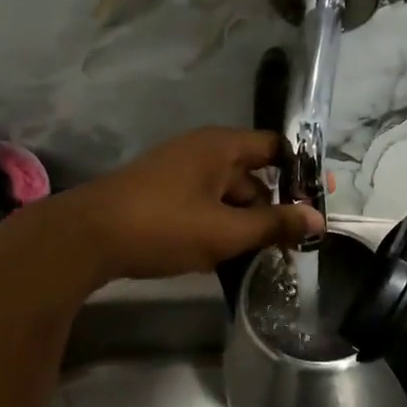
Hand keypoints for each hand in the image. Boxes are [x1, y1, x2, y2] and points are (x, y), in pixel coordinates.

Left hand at [59, 128, 322, 282]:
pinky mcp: (160, 195)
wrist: (86, 238)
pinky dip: (218, 227)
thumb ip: (273, 224)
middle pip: (251, 175)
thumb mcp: (225, 231)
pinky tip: (224, 258)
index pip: (274, 147)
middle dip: (272, 208)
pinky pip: (203, 206)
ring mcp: (177, 173)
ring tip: (261, 259)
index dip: (301, 172)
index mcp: (220, 147)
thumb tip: (318, 219)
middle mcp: (200, 151)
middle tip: (293, 245)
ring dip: (244, 223)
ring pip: (226, 195)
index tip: (320, 200)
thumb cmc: (162, 226)